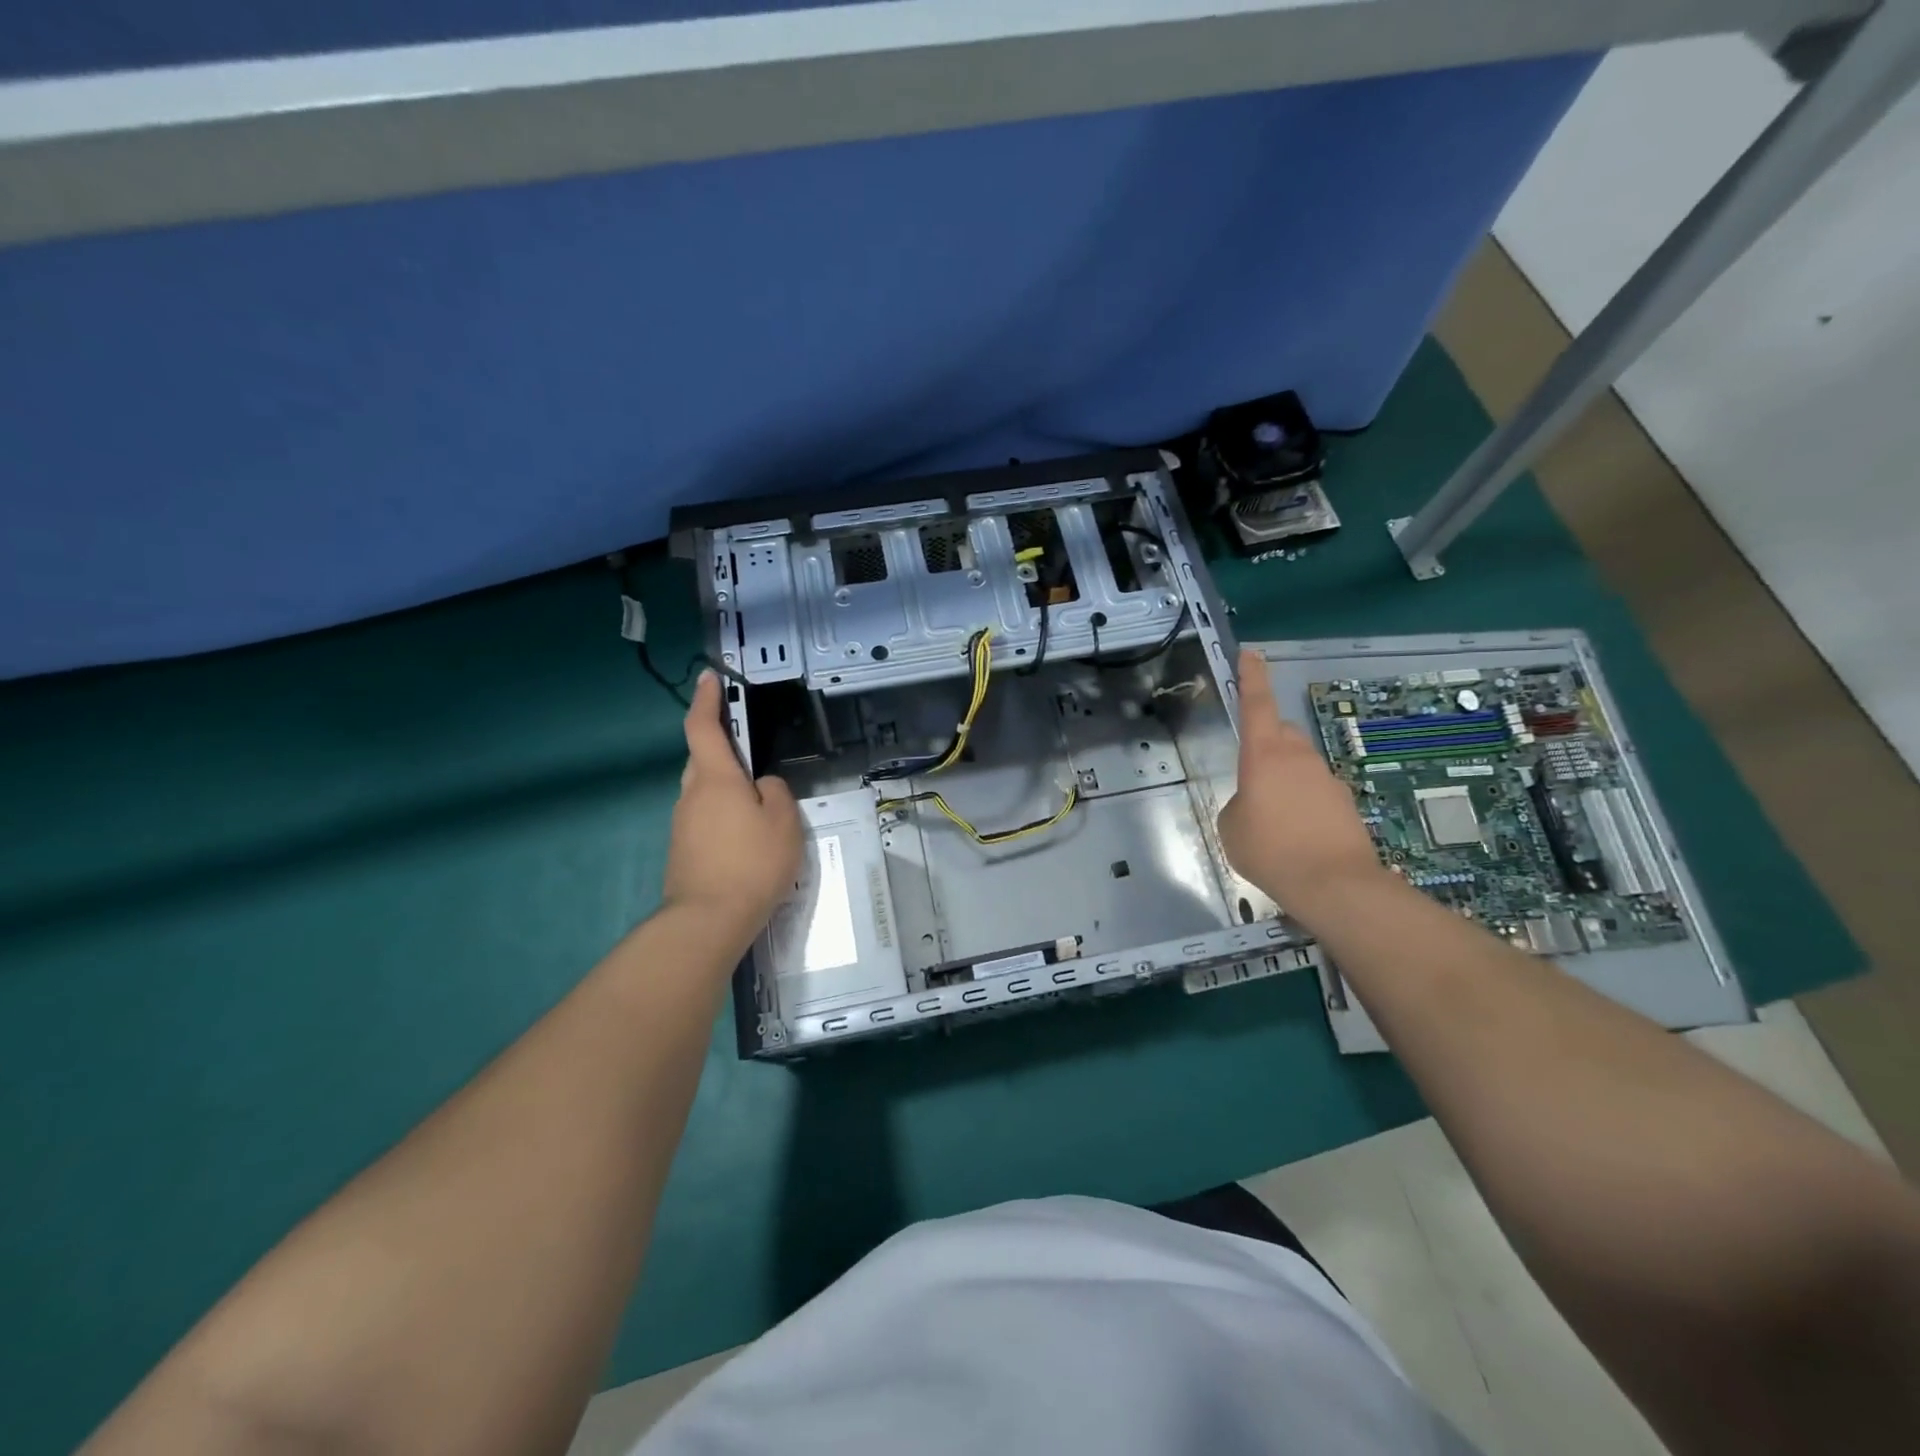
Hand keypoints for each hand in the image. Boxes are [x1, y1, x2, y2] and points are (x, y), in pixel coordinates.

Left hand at [662, 671, 803, 951]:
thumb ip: (776, 793)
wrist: (707, 920)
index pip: (703, 727)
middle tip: (750, 752)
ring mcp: (683, 824)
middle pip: (703, 759)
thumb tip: (761, 787)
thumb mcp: (783, 822)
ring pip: (704, 791)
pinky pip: (705, 819)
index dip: (706, 699)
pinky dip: (723, 816)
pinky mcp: (683, 850)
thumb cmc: (751, 863)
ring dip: (726, 788)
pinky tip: (745, 839)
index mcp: (716, 778)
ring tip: (758, 807)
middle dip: (722, 748)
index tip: (710, 678)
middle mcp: (692, 795)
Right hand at [1217, 648, 1383, 921]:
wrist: (1334, 884)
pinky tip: (1297, 835)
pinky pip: (1316, 791)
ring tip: (1273, 819)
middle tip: (1252, 775)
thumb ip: (1239, 802)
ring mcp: (1326, 778)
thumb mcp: (1231, 825)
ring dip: (1285, 778)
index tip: (1251, 653)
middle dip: (1267, 743)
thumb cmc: (1270, 849)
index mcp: (1264, 755)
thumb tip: (1255, 801)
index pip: (1256, 705)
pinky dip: (1303, 803)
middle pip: (1281, 734)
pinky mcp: (1345, 802)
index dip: (1252, 677)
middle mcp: (1299, 757)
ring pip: (1299, 764)